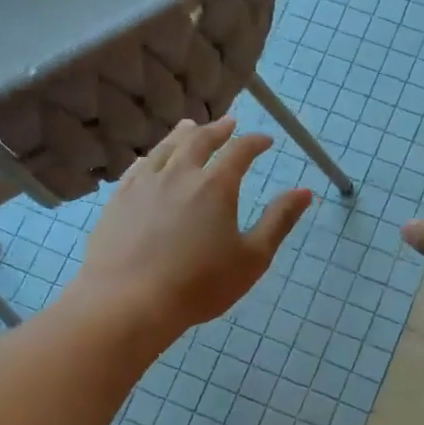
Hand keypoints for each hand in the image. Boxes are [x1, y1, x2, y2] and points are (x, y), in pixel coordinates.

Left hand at [74, 116, 311, 338]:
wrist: (129, 301)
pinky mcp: (118, 200)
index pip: (239, 151)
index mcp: (215, 186)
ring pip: (166, 148)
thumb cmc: (200, 284)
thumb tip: (305, 192)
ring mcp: (144, 185)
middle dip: (218, 130)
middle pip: (200, 140)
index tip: (265, 140)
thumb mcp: (252, 258)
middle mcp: (179, 175)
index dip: (255, 142)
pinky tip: (151, 159)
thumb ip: (279, 221)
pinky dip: (152, 156)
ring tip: (190, 126)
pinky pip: (138, 167)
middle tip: (229, 123)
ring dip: (183, 134)